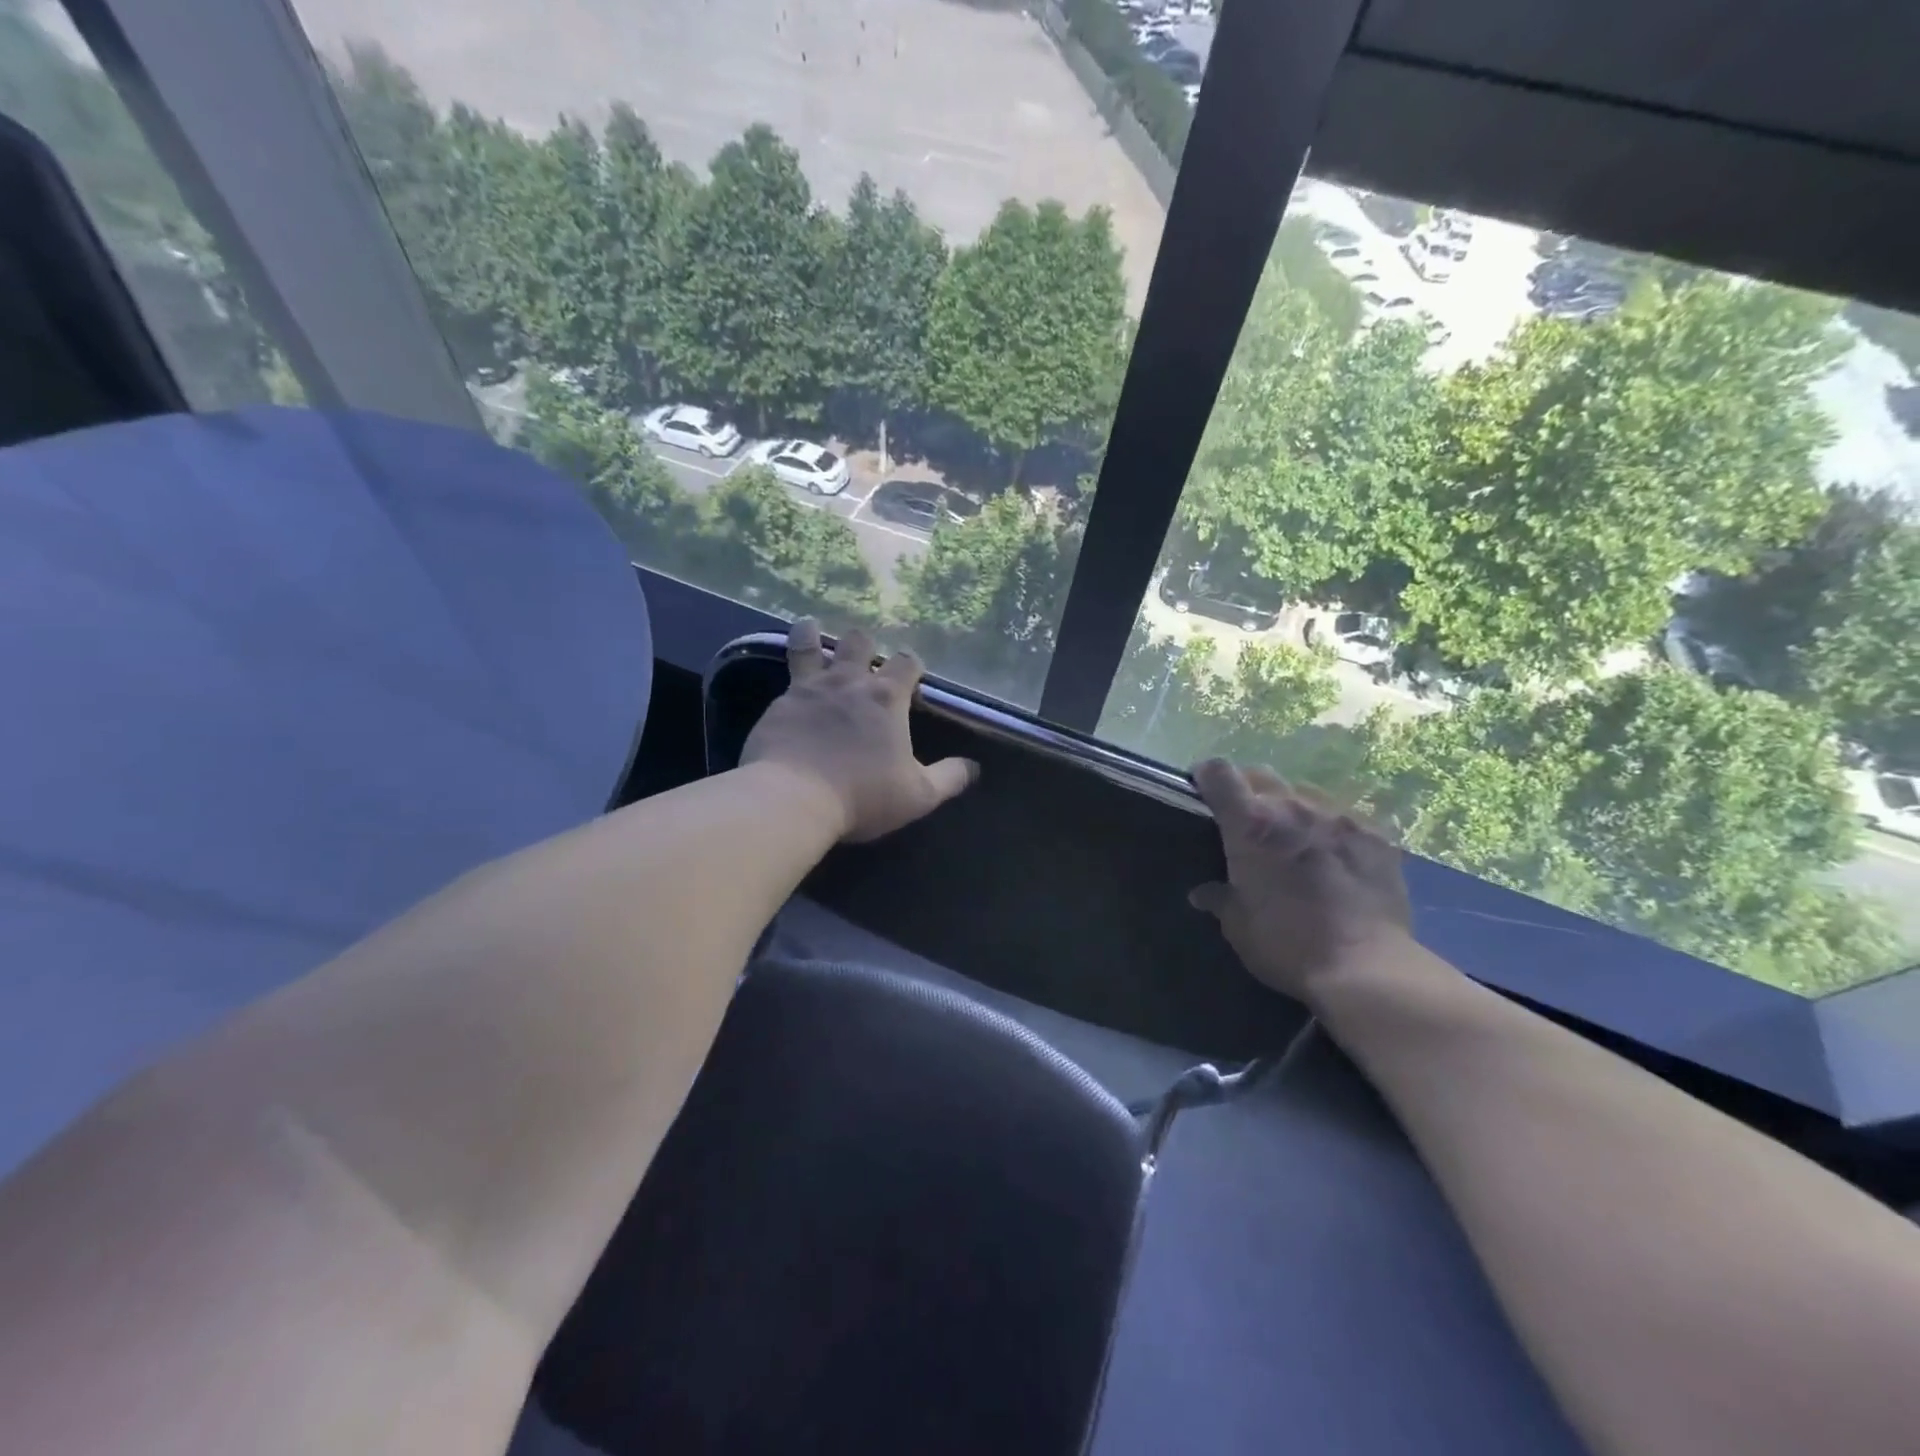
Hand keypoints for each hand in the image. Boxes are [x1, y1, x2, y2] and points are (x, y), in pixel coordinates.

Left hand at [742, 620, 978, 842]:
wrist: (794, 799)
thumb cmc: (863, 795)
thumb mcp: (918, 795)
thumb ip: (949, 778)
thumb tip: (973, 767)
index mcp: (887, 698)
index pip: (907, 662)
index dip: (912, 664)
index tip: (912, 676)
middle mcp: (849, 682)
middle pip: (859, 641)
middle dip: (865, 644)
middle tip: (864, 658)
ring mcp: (809, 689)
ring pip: (810, 644)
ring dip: (813, 634)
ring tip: (811, 629)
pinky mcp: (779, 704)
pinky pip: (785, 677)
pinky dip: (789, 673)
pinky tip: (787, 683)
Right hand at [1187, 759, 1412, 1003]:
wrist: (1365, 968)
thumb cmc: (1287, 945)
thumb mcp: (1238, 926)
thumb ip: (1220, 899)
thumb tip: (1202, 893)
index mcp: (1250, 824)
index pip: (1219, 773)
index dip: (1207, 776)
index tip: (1203, 791)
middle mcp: (1293, 808)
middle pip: (1262, 776)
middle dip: (1249, 791)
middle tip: (1248, 824)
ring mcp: (1339, 818)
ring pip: (1305, 793)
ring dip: (1292, 809)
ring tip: (1296, 840)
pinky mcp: (1376, 836)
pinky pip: (1345, 818)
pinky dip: (1332, 830)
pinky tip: (1337, 859)